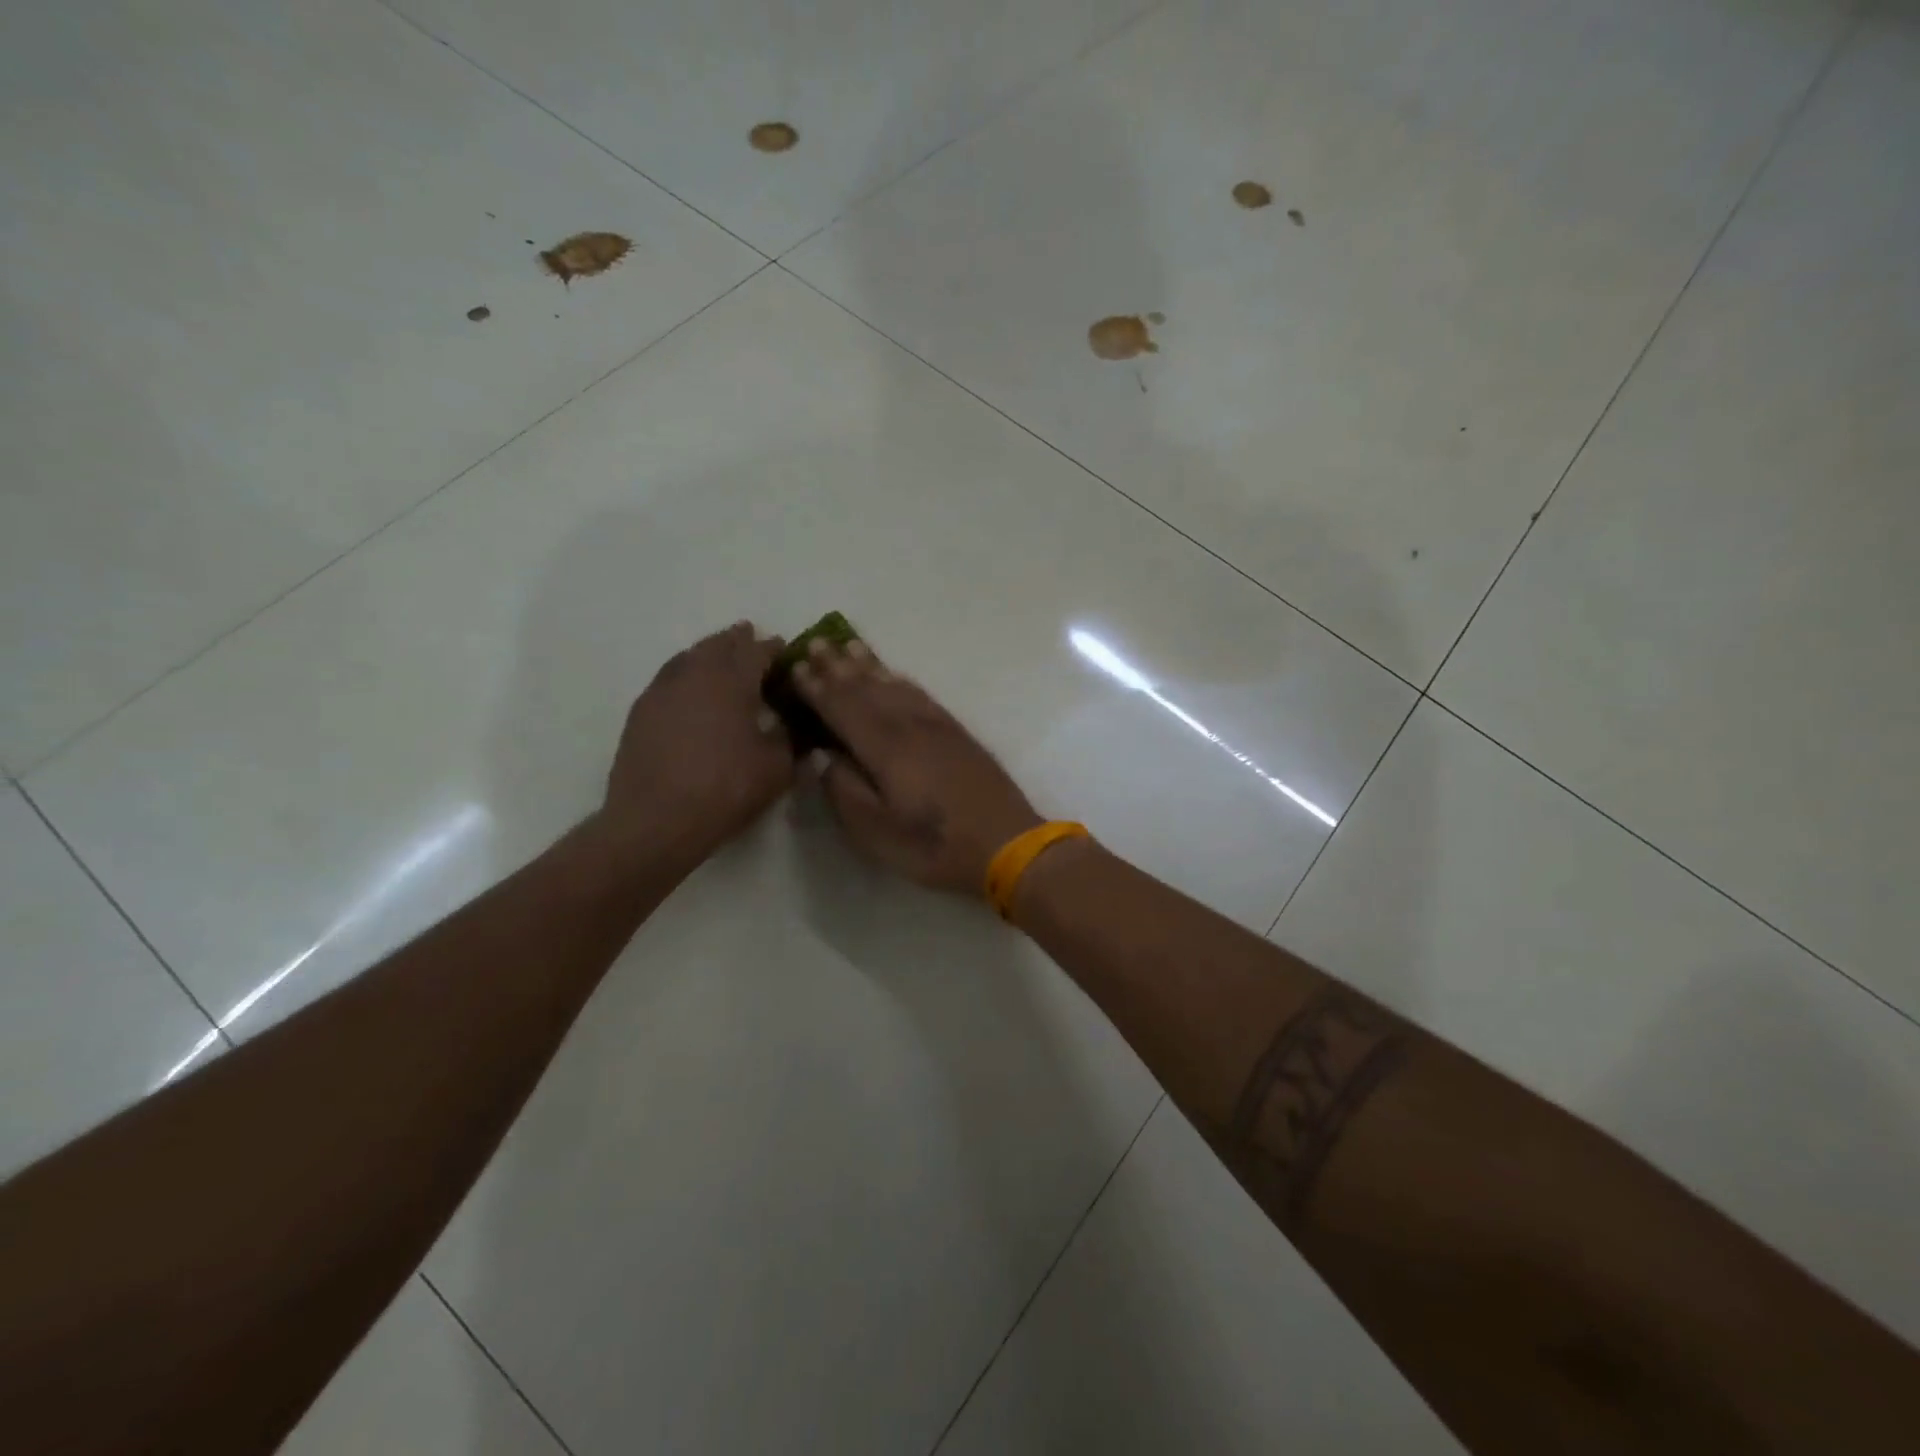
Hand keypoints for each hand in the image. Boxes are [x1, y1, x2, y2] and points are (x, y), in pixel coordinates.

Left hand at [603, 622, 792, 862]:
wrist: (656, 820)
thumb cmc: (725, 789)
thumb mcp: (776, 767)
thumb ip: (789, 738)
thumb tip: (792, 723)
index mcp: (732, 681)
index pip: (757, 652)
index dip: (774, 648)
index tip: (785, 649)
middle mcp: (695, 675)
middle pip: (719, 645)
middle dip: (738, 640)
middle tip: (751, 637)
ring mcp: (662, 691)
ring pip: (689, 657)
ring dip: (709, 652)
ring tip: (721, 657)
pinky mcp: (641, 712)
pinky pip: (669, 678)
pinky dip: (685, 673)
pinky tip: (691, 690)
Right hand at [793, 637, 1041, 895]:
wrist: (1006, 843)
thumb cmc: (933, 846)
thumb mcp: (876, 833)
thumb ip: (843, 789)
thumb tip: (819, 754)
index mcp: (885, 748)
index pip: (842, 709)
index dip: (817, 689)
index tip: (795, 669)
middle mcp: (909, 726)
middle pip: (867, 688)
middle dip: (838, 666)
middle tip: (814, 643)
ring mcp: (936, 726)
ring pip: (894, 685)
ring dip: (868, 665)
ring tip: (848, 645)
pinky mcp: (956, 732)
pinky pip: (920, 693)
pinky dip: (900, 679)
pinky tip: (893, 675)